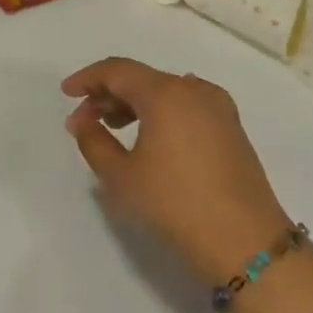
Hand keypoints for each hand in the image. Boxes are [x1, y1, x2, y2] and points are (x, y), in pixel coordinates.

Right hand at [62, 57, 312, 312]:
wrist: (246, 243)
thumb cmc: (175, 205)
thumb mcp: (122, 177)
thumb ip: (94, 142)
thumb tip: (82, 122)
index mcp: (166, 92)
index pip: (118, 70)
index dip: (88, 78)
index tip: (66, 93)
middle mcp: (194, 88)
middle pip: (142, 79)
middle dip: (108, 94)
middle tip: (84, 121)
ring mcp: (218, 106)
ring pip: (165, 91)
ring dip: (135, 104)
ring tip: (112, 129)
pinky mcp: (231, 127)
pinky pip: (186, 105)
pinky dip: (161, 112)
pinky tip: (150, 137)